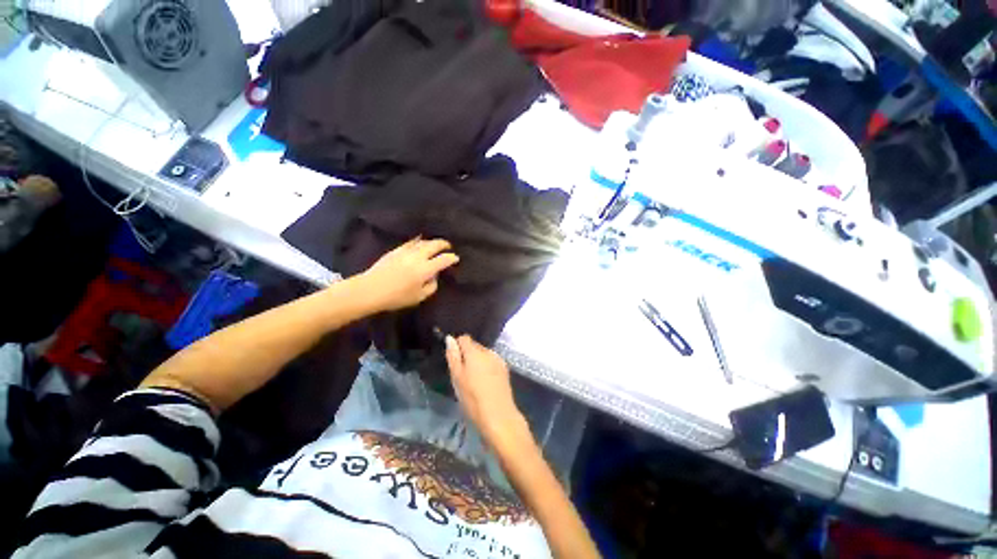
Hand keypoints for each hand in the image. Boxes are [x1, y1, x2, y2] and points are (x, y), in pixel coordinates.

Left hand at [359, 238, 458, 311]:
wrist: (370, 290)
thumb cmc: (396, 297)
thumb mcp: (419, 297)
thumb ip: (431, 286)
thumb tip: (434, 277)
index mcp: (425, 269)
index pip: (443, 260)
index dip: (452, 258)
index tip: (456, 258)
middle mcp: (417, 257)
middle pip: (434, 245)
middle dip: (444, 244)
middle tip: (448, 246)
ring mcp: (406, 251)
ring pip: (423, 241)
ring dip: (431, 242)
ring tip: (435, 244)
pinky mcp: (396, 250)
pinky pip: (411, 242)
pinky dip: (418, 241)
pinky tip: (419, 241)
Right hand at [445, 335, 529, 447]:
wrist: (499, 415)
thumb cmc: (472, 398)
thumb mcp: (457, 378)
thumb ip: (453, 356)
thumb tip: (450, 338)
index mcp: (475, 352)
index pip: (464, 338)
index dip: (457, 346)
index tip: (454, 360)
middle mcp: (488, 351)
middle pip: (475, 346)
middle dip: (467, 355)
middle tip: (462, 374)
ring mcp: (498, 359)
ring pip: (483, 354)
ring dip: (477, 361)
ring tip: (474, 380)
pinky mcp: (505, 369)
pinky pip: (491, 362)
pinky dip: (486, 367)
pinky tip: (485, 382)